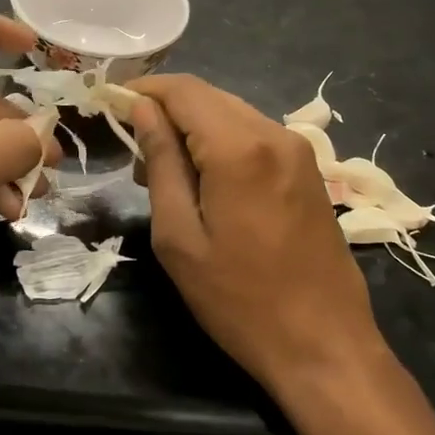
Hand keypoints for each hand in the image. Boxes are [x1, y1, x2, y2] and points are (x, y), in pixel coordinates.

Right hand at [128, 75, 386, 393]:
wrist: (324, 344)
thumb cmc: (239, 299)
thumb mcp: (180, 236)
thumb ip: (161, 163)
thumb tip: (143, 111)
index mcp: (239, 148)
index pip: (183, 90)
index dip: (143, 91)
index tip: (111, 106)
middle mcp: (274, 134)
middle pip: (209, 96)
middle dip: (166, 111)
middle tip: (134, 152)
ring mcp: (298, 150)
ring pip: (232, 113)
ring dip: (193, 128)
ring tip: (164, 172)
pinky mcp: (308, 170)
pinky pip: (254, 135)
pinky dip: (221, 143)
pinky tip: (205, 179)